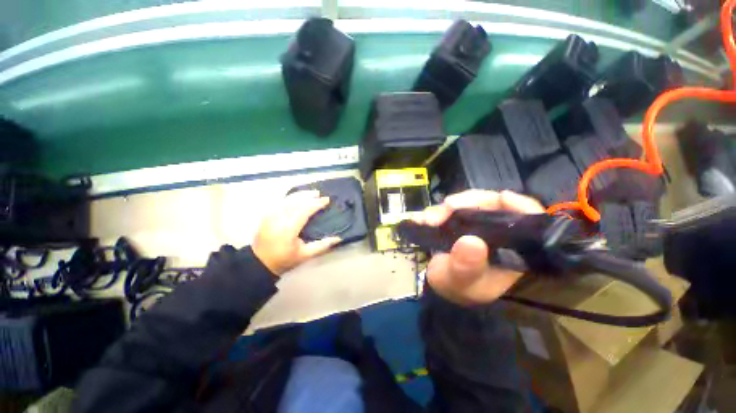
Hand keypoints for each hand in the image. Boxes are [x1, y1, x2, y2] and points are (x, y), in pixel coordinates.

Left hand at [252, 190, 340, 275]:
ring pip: (288, 199)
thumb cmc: (284, 259)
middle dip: (309, 196)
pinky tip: (298, 196)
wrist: (259, 262)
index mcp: (289, 228)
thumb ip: (322, 245)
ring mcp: (271, 215)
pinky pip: (281, 201)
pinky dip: (291, 197)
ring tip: (311, 192)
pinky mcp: (267, 215)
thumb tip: (338, 238)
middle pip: (296, 202)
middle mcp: (279, 218)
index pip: (305, 210)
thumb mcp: (305, 255)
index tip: (326, 200)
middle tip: (320, 194)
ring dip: (301, 194)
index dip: (316, 204)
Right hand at [417, 190, 544, 305]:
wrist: (438, 282)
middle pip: (495, 205)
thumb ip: (466, 266)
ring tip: (430, 218)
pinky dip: (439, 209)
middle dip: (469, 202)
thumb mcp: (459, 281)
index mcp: (512, 250)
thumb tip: (471, 241)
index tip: (502, 197)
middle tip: (446, 208)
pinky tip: (426, 217)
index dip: (520, 206)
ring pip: (472, 203)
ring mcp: (480, 225)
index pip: (529, 222)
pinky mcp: (463, 221)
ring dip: (449, 206)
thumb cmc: (454, 285)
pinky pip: (455, 207)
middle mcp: (499, 234)